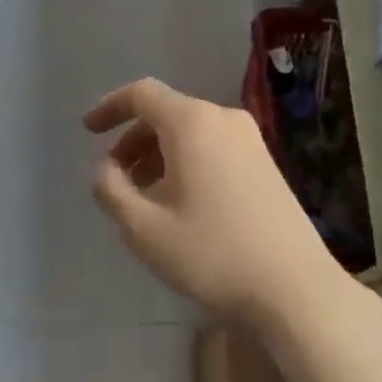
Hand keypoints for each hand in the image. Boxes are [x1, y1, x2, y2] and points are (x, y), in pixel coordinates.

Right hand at [84, 78, 349, 326]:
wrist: (294, 287)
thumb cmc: (211, 254)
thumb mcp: (143, 228)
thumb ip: (111, 190)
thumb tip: (106, 169)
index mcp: (192, 124)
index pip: (142, 94)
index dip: (110, 108)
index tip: (88, 132)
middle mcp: (223, 119)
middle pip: (166, 113)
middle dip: (133, 140)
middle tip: (114, 177)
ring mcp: (251, 140)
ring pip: (190, 132)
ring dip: (158, 154)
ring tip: (143, 195)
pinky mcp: (266, 163)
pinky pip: (213, 147)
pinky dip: (186, 162)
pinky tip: (180, 202)